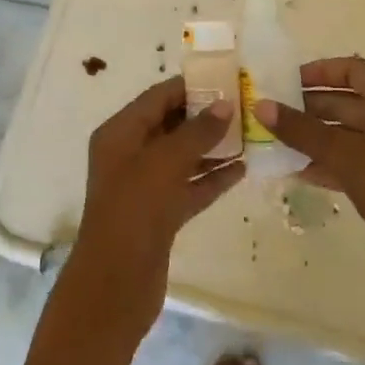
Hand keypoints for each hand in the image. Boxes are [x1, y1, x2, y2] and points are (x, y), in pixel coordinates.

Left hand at [65, 78, 244, 339]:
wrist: (115, 285)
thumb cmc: (134, 211)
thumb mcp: (165, 162)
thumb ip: (197, 132)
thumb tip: (225, 105)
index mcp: (120, 133)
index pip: (157, 97)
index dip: (190, 87)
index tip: (227, 80)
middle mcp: (129, 155)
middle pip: (171, 125)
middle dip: (205, 116)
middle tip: (245, 107)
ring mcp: (144, 187)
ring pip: (183, 157)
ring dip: (213, 147)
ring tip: (250, 135)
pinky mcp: (160, 215)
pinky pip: (189, 186)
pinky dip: (212, 178)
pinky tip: (242, 170)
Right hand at [257, 57, 364, 295]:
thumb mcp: (346, 155)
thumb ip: (302, 130)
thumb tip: (261, 105)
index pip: (351, 70)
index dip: (318, 72)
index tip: (284, 81)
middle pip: (343, 101)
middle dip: (306, 106)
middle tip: (269, 112)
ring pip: (343, 132)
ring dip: (311, 135)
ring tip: (273, 140)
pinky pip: (347, 159)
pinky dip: (323, 161)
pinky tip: (293, 169)